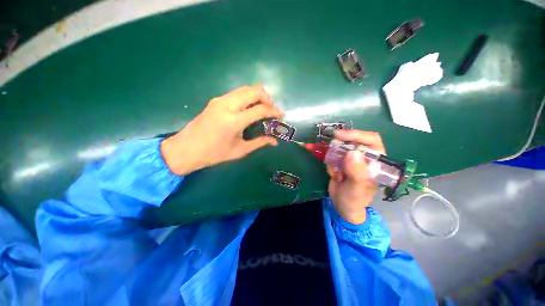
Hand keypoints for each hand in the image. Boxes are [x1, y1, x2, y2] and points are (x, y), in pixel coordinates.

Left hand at [161, 85, 281, 174]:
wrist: (186, 149)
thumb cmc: (214, 154)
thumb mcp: (239, 150)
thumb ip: (259, 143)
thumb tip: (275, 141)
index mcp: (233, 121)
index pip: (260, 109)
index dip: (274, 111)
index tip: (280, 116)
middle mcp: (227, 105)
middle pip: (253, 91)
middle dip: (267, 98)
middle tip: (272, 110)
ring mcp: (220, 100)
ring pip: (245, 88)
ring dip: (257, 95)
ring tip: (263, 108)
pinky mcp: (216, 100)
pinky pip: (237, 92)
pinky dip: (248, 97)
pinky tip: (250, 108)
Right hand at [326, 130, 385, 224]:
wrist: (343, 206)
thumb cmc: (354, 200)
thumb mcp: (356, 188)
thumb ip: (356, 172)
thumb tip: (352, 152)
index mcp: (376, 162)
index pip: (371, 140)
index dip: (356, 134)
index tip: (339, 135)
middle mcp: (365, 157)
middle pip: (354, 140)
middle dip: (341, 143)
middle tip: (329, 145)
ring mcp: (353, 159)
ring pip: (341, 146)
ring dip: (333, 154)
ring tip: (333, 170)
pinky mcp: (342, 161)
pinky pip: (333, 154)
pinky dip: (329, 160)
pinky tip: (332, 174)